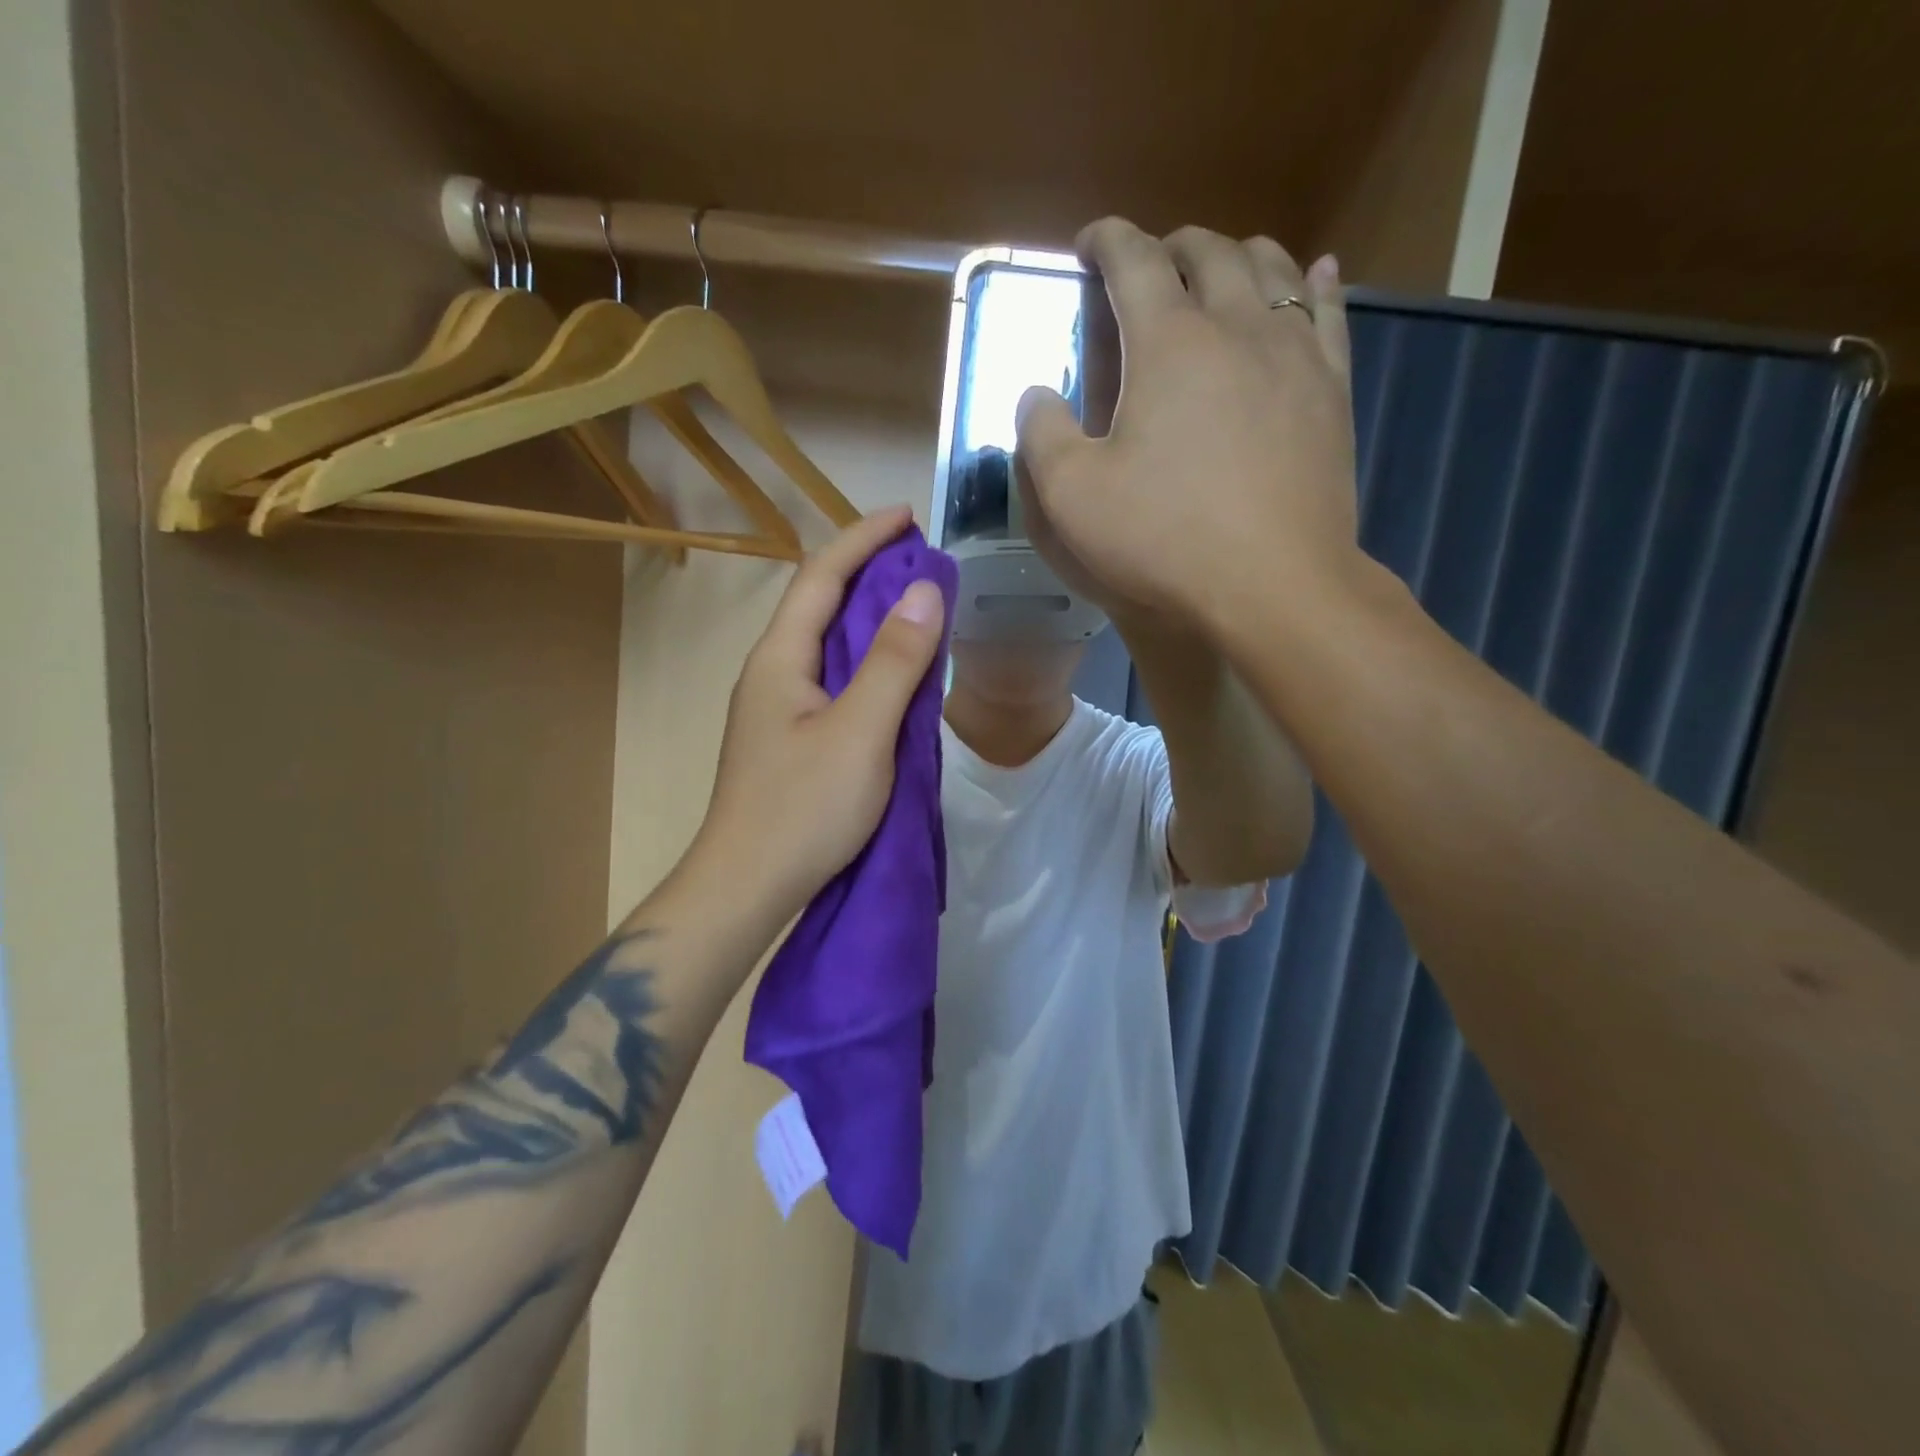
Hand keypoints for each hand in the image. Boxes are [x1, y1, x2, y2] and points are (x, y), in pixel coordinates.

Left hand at [692, 506, 947, 926]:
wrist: (747, 887)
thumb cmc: (803, 809)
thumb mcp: (860, 732)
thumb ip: (893, 661)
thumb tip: (925, 591)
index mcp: (780, 658)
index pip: (821, 576)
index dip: (863, 538)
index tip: (908, 515)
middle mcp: (772, 673)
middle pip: (820, 604)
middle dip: (868, 571)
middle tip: (920, 559)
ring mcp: (777, 708)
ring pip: (827, 644)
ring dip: (869, 617)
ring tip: (915, 605)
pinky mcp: (790, 739)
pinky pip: (833, 680)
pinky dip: (867, 661)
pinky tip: (893, 673)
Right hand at [1014, 219, 1358, 633]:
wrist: (1274, 585)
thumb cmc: (1164, 540)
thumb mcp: (1073, 498)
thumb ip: (1043, 436)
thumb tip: (1036, 394)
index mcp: (1168, 343)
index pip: (1134, 261)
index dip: (1107, 240)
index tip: (1090, 243)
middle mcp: (1237, 326)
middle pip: (1208, 252)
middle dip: (1171, 246)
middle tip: (1149, 266)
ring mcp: (1294, 355)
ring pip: (1273, 270)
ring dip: (1237, 256)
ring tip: (1219, 269)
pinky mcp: (1332, 390)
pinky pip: (1328, 314)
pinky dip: (1315, 285)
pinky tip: (1315, 275)